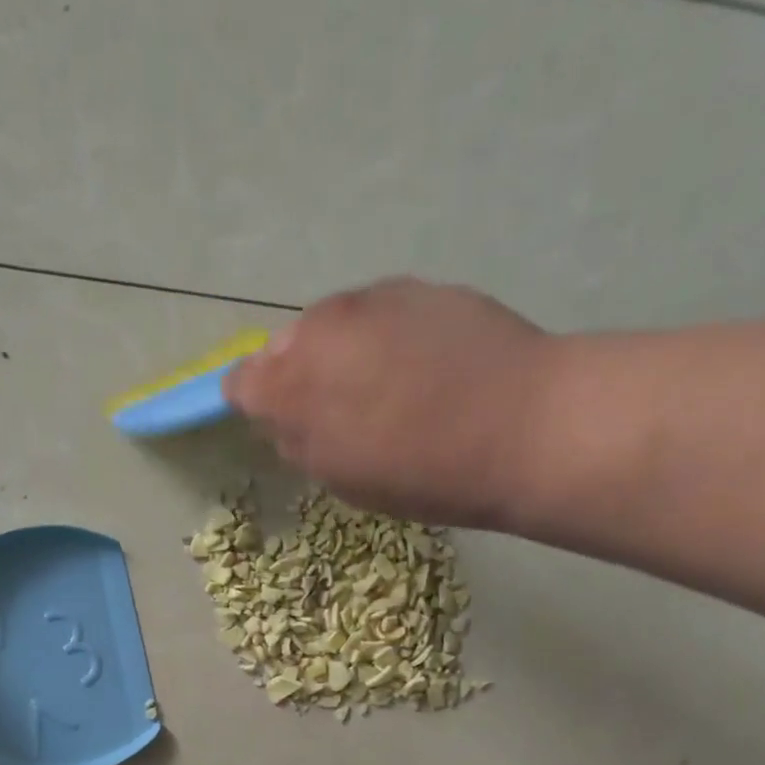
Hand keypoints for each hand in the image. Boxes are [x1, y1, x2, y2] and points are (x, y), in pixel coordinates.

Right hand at [223, 277, 557, 528]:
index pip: (242, 382)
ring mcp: (373, 300)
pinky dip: (383, 337)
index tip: (278, 425)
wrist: (522, 425)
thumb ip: (298, 442)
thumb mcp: (342, 477)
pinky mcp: (420, 287)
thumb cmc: (420, 471)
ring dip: (342, 351)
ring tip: (384, 388)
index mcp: (292, 383)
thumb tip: (282, 419)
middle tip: (337, 412)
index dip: (255, 404)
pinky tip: (421, 366)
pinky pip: (380, 314)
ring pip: (334, 324)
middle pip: (286, 346)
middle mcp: (321, 328)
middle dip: (299, 374)